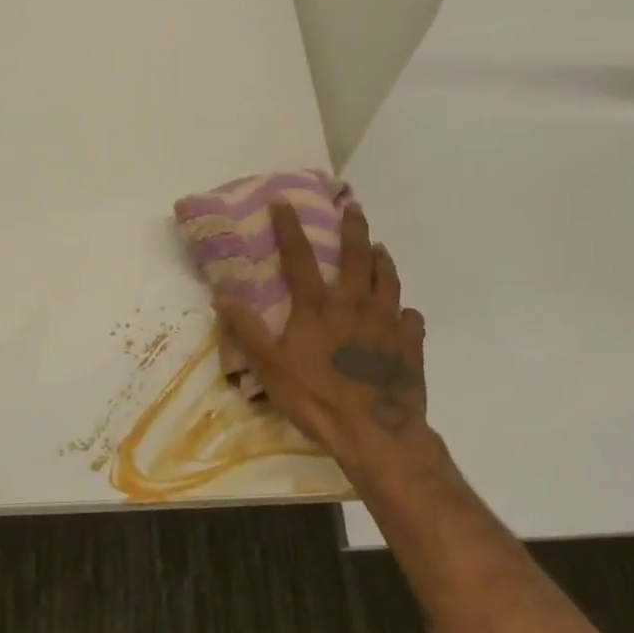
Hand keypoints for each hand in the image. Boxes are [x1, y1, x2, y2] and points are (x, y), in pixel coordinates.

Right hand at [213, 201, 439, 494]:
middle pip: (356, 256)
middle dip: (353, 228)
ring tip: (381, 248)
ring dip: (382, 260)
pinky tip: (404, 314)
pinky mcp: (410, 344)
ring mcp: (387, 322)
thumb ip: (247, 330)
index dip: (288, 226)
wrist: (376, 432)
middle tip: (354, 207)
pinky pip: (411, 319)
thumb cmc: (317, 398)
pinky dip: (406, 312)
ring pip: (387, 280)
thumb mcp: (270, 367)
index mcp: (318, 306)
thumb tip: (222, 296)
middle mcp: (354, 303)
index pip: (299, 256)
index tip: (283, 200)